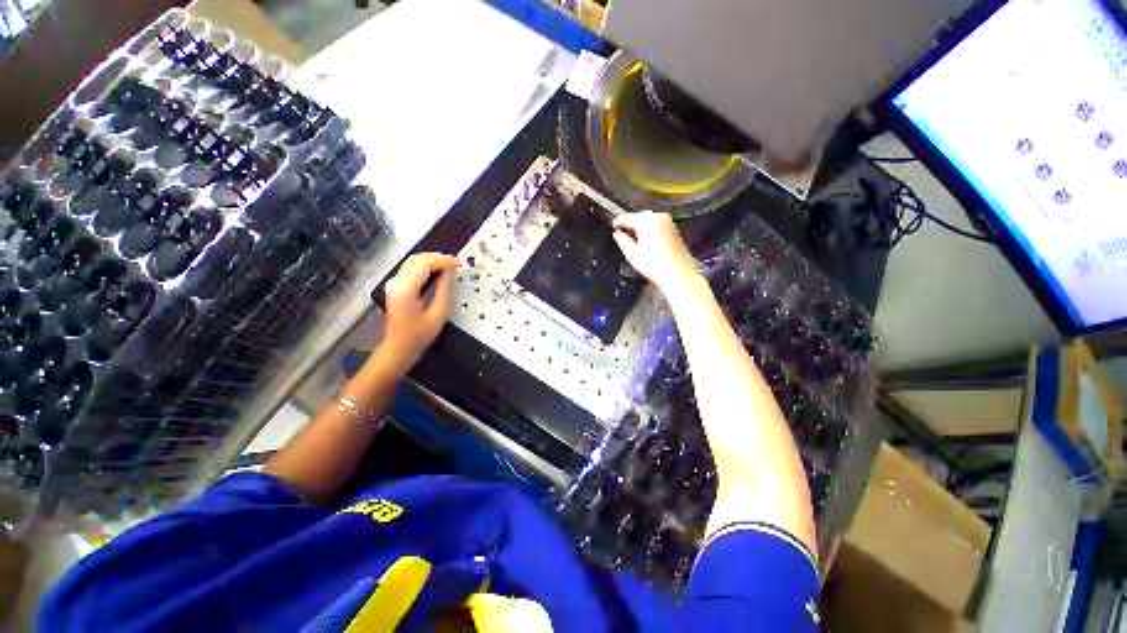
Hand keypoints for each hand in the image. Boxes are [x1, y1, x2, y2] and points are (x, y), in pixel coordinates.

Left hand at [381, 252, 460, 370]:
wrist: (397, 348)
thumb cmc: (419, 335)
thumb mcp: (438, 314)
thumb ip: (444, 290)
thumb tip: (451, 271)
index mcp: (406, 290)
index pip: (424, 264)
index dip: (443, 260)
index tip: (459, 263)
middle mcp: (396, 282)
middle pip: (417, 259)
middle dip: (438, 257)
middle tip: (456, 263)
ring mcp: (394, 283)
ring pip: (413, 261)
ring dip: (432, 260)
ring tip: (450, 265)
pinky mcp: (395, 286)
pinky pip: (411, 268)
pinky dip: (425, 265)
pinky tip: (437, 270)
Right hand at [612, 211, 698, 292]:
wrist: (678, 273)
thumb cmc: (654, 265)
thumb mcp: (632, 254)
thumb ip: (622, 241)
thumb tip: (617, 234)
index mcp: (646, 221)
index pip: (627, 217)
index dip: (618, 222)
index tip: (613, 228)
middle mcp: (658, 217)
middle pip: (638, 216)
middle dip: (630, 224)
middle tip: (623, 236)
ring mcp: (668, 222)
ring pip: (648, 219)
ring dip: (640, 227)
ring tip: (635, 240)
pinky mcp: (674, 228)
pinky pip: (657, 224)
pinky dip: (650, 229)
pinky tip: (647, 241)